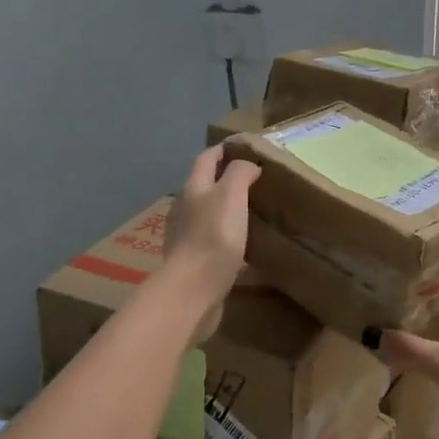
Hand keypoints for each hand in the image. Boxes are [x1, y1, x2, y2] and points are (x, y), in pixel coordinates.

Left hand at [161, 146, 260, 322]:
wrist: (192, 291)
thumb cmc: (213, 237)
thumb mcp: (231, 195)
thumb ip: (239, 173)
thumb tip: (247, 165)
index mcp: (193, 189)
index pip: (206, 159)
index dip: (223, 150)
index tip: (243, 147)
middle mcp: (184, 209)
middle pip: (204, 186)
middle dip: (225, 180)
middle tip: (254, 181)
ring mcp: (186, 237)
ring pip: (208, 215)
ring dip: (226, 210)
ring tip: (252, 213)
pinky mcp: (193, 262)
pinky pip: (212, 243)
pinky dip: (227, 239)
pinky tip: (245, 249)